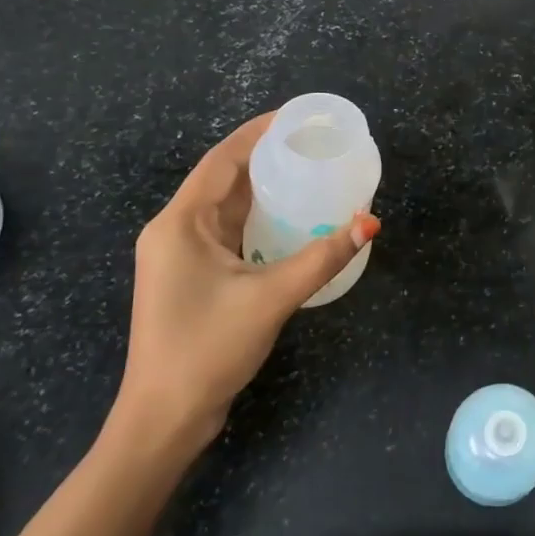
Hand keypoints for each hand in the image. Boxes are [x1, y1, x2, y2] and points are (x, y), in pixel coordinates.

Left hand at [107, 112, 379, 460]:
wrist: (164, 418)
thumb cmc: (207, 349)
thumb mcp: (271, 297)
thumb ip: (322, 257)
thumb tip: (370, 223)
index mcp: (180, 223)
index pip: (222, 159)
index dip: (259, 132)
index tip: (298, 117)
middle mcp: (174, 230)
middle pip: (223, 178)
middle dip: (266, 156)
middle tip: (313, 143)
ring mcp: (180, 255)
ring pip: (226, 206)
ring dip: (262, 187)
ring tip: (308, 170)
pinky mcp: (192, 276)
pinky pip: (227, 231)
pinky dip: (257, 217)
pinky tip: (290, 217)